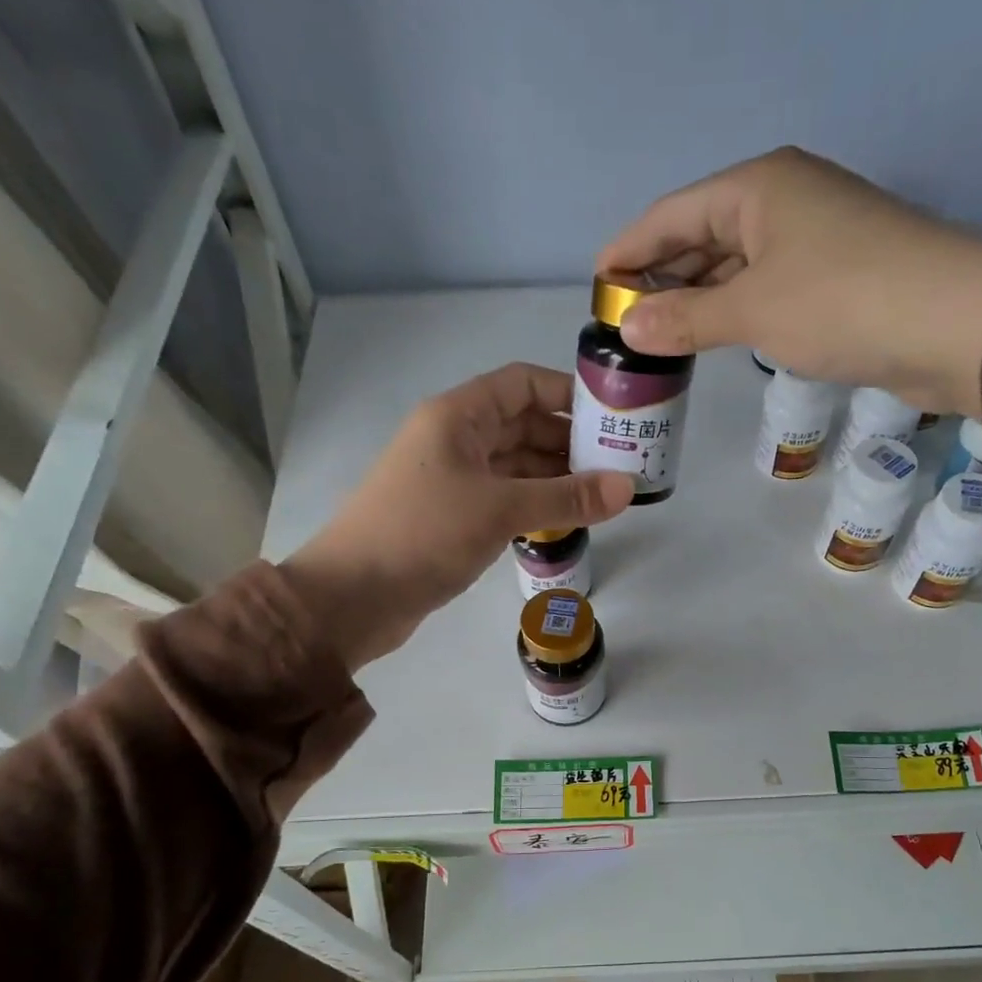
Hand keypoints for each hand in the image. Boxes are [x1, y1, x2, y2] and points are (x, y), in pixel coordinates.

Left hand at [283, 363, 632, 668]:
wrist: (354, 597)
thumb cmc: (424, 534)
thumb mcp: (500, 509)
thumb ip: (566, 497)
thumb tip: (627, 488)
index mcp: (457, 416)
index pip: (521, 384)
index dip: (567, 393)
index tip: (612, 416)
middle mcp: (454, 440)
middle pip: (521, 425)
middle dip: (569, 441)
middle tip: (620, 463)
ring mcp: (452, 480)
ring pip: (514, 466)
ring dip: (555, 477)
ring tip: (603, 495)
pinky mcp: (451, 518)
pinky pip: (503, 499)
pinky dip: (534, 505)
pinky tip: (567, 521)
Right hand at [597, 147, 981, 417]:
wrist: (950, 323)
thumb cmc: (841, 301)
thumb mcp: (753, 309)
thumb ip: (686, 319)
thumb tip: (629, 329)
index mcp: (758, 187)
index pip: (672, 214)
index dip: (630, 249)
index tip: (597, 285)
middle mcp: (783, 200)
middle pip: (703, 235)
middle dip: (662, 277)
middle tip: (624, 322)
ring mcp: (811, 237)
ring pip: (735, 264)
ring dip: (698, 298)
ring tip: (658, 336)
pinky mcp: (833, 276)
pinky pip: (763, 287)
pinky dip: (733, 311)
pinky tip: (714, 336)